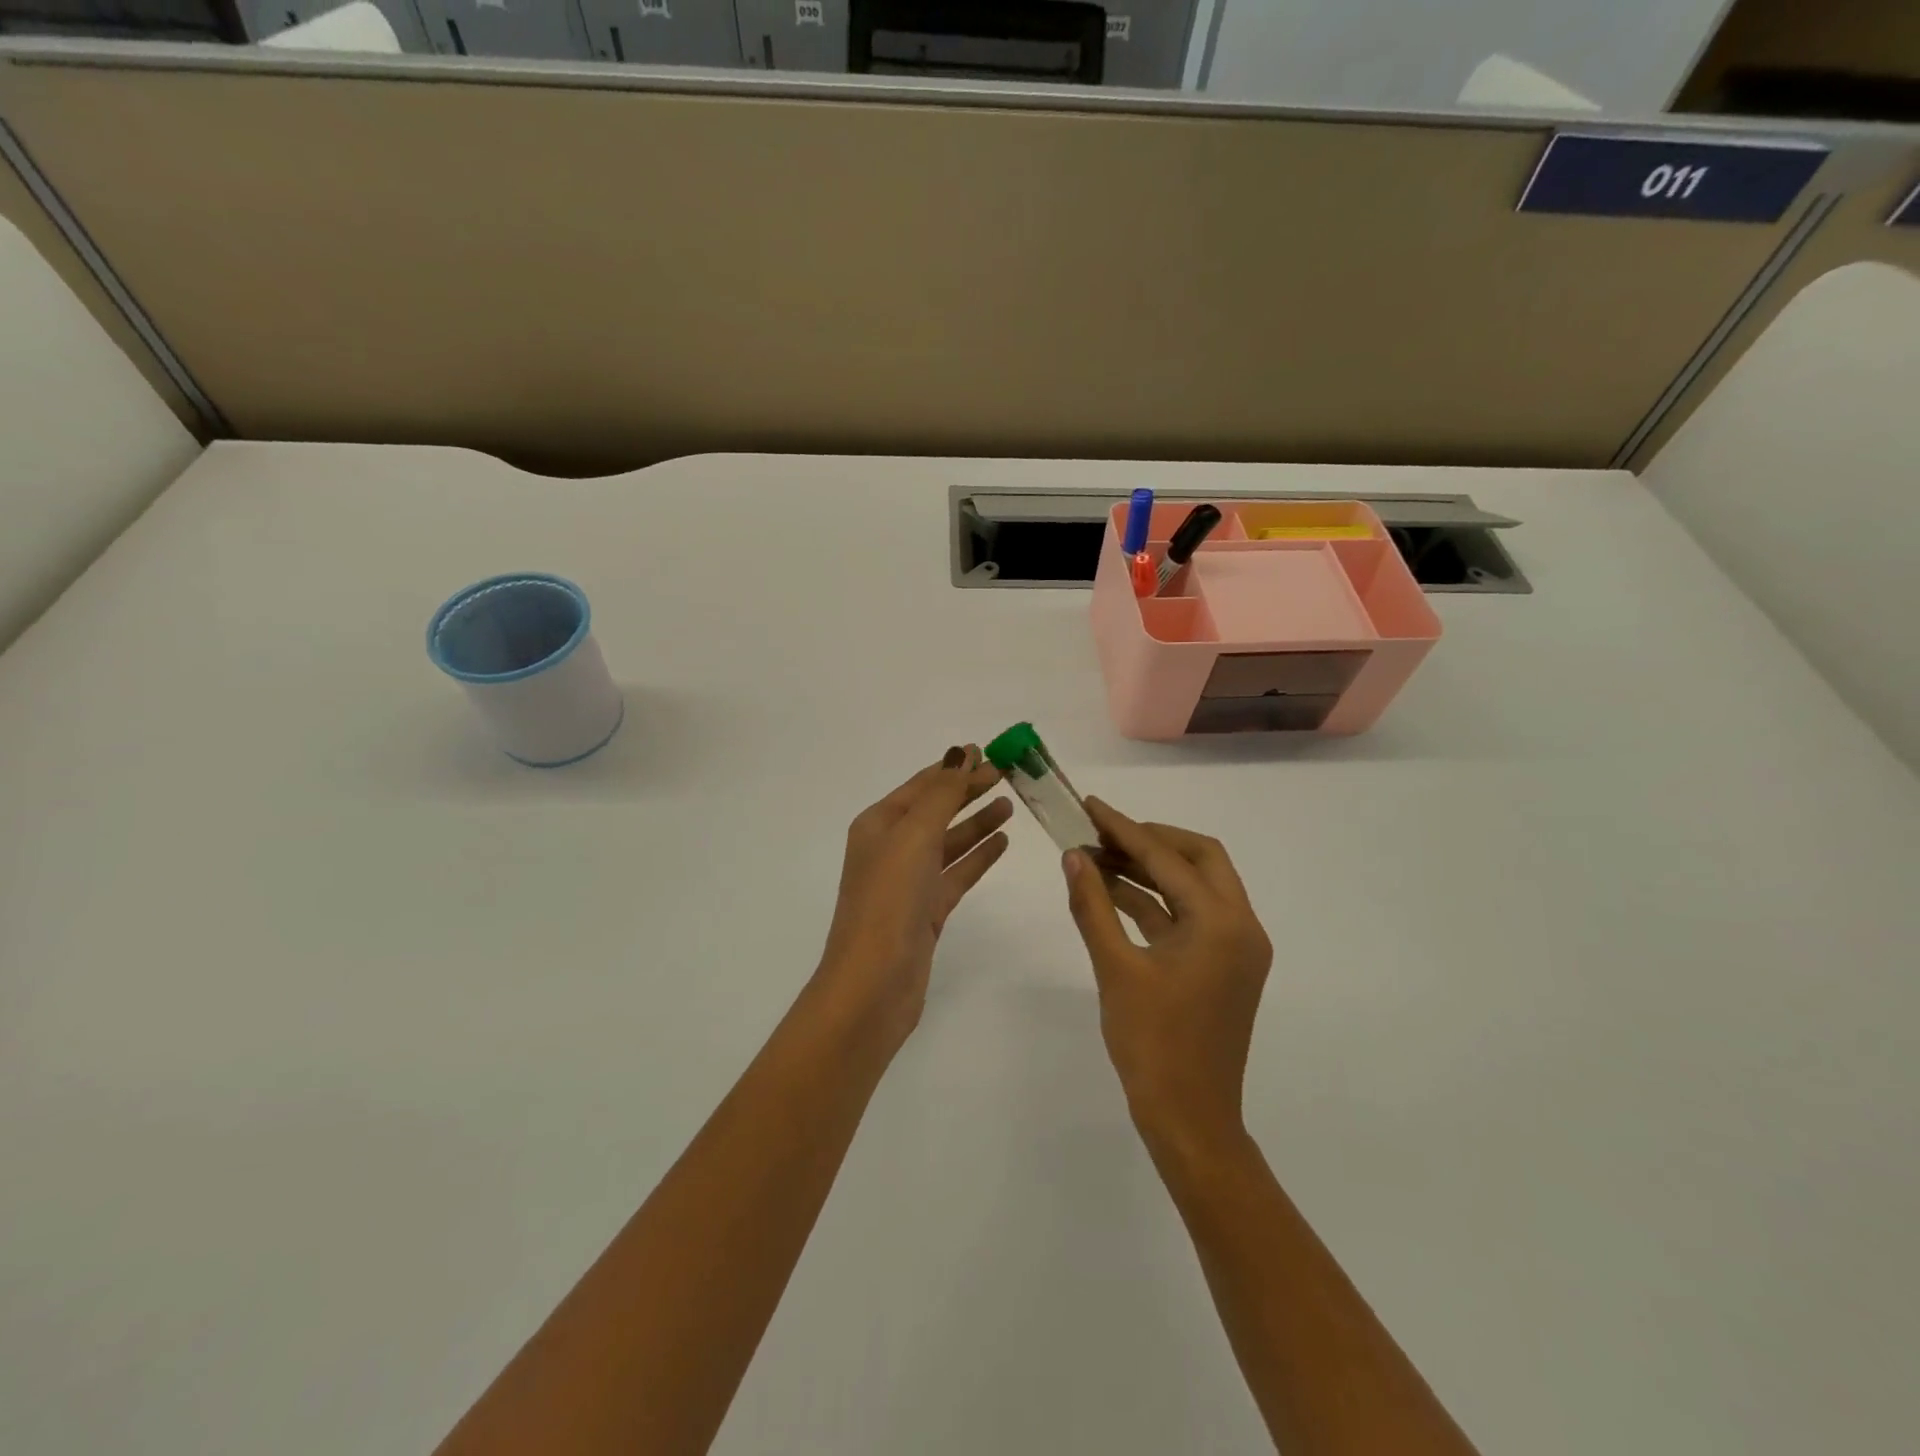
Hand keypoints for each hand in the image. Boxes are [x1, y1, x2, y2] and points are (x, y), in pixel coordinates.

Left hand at [814, 746, 1010, 1051]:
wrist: (873, 984)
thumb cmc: (888, 901)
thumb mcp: (913, 837)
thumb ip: (941, 795)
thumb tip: (960, 754)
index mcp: (878, 825)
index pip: (921, 785)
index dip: (952, 768)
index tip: (987, 751)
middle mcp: (891, 849)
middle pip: (936, 810)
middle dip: (968, 791)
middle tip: (1007, 774)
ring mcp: (909, 881)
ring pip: (949, 841)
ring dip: (976, 821)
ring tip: (1010, 805)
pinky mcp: (926, 910)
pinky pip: (957, 872)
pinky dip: (978, 856)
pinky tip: (1002, 842)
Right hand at [1061, 798, 1272, 1159]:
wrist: (1189, 1120)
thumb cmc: (1153, 1044)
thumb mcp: (1116, 969)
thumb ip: (1093, 906)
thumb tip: (1073, 857)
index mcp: (1222, 923)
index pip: (1168, 859)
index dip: (1124, 829)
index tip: (1091, 806)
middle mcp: (1240, 926)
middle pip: (1199, 858)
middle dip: (1150, 839)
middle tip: (1103, 832)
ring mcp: (1235, 947)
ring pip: (1195, 886)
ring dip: (1150, 869)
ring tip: (1097, 857)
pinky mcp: (1222, 965)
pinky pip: (1189, 917)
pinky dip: (1154, 901)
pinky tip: (1113, 893)